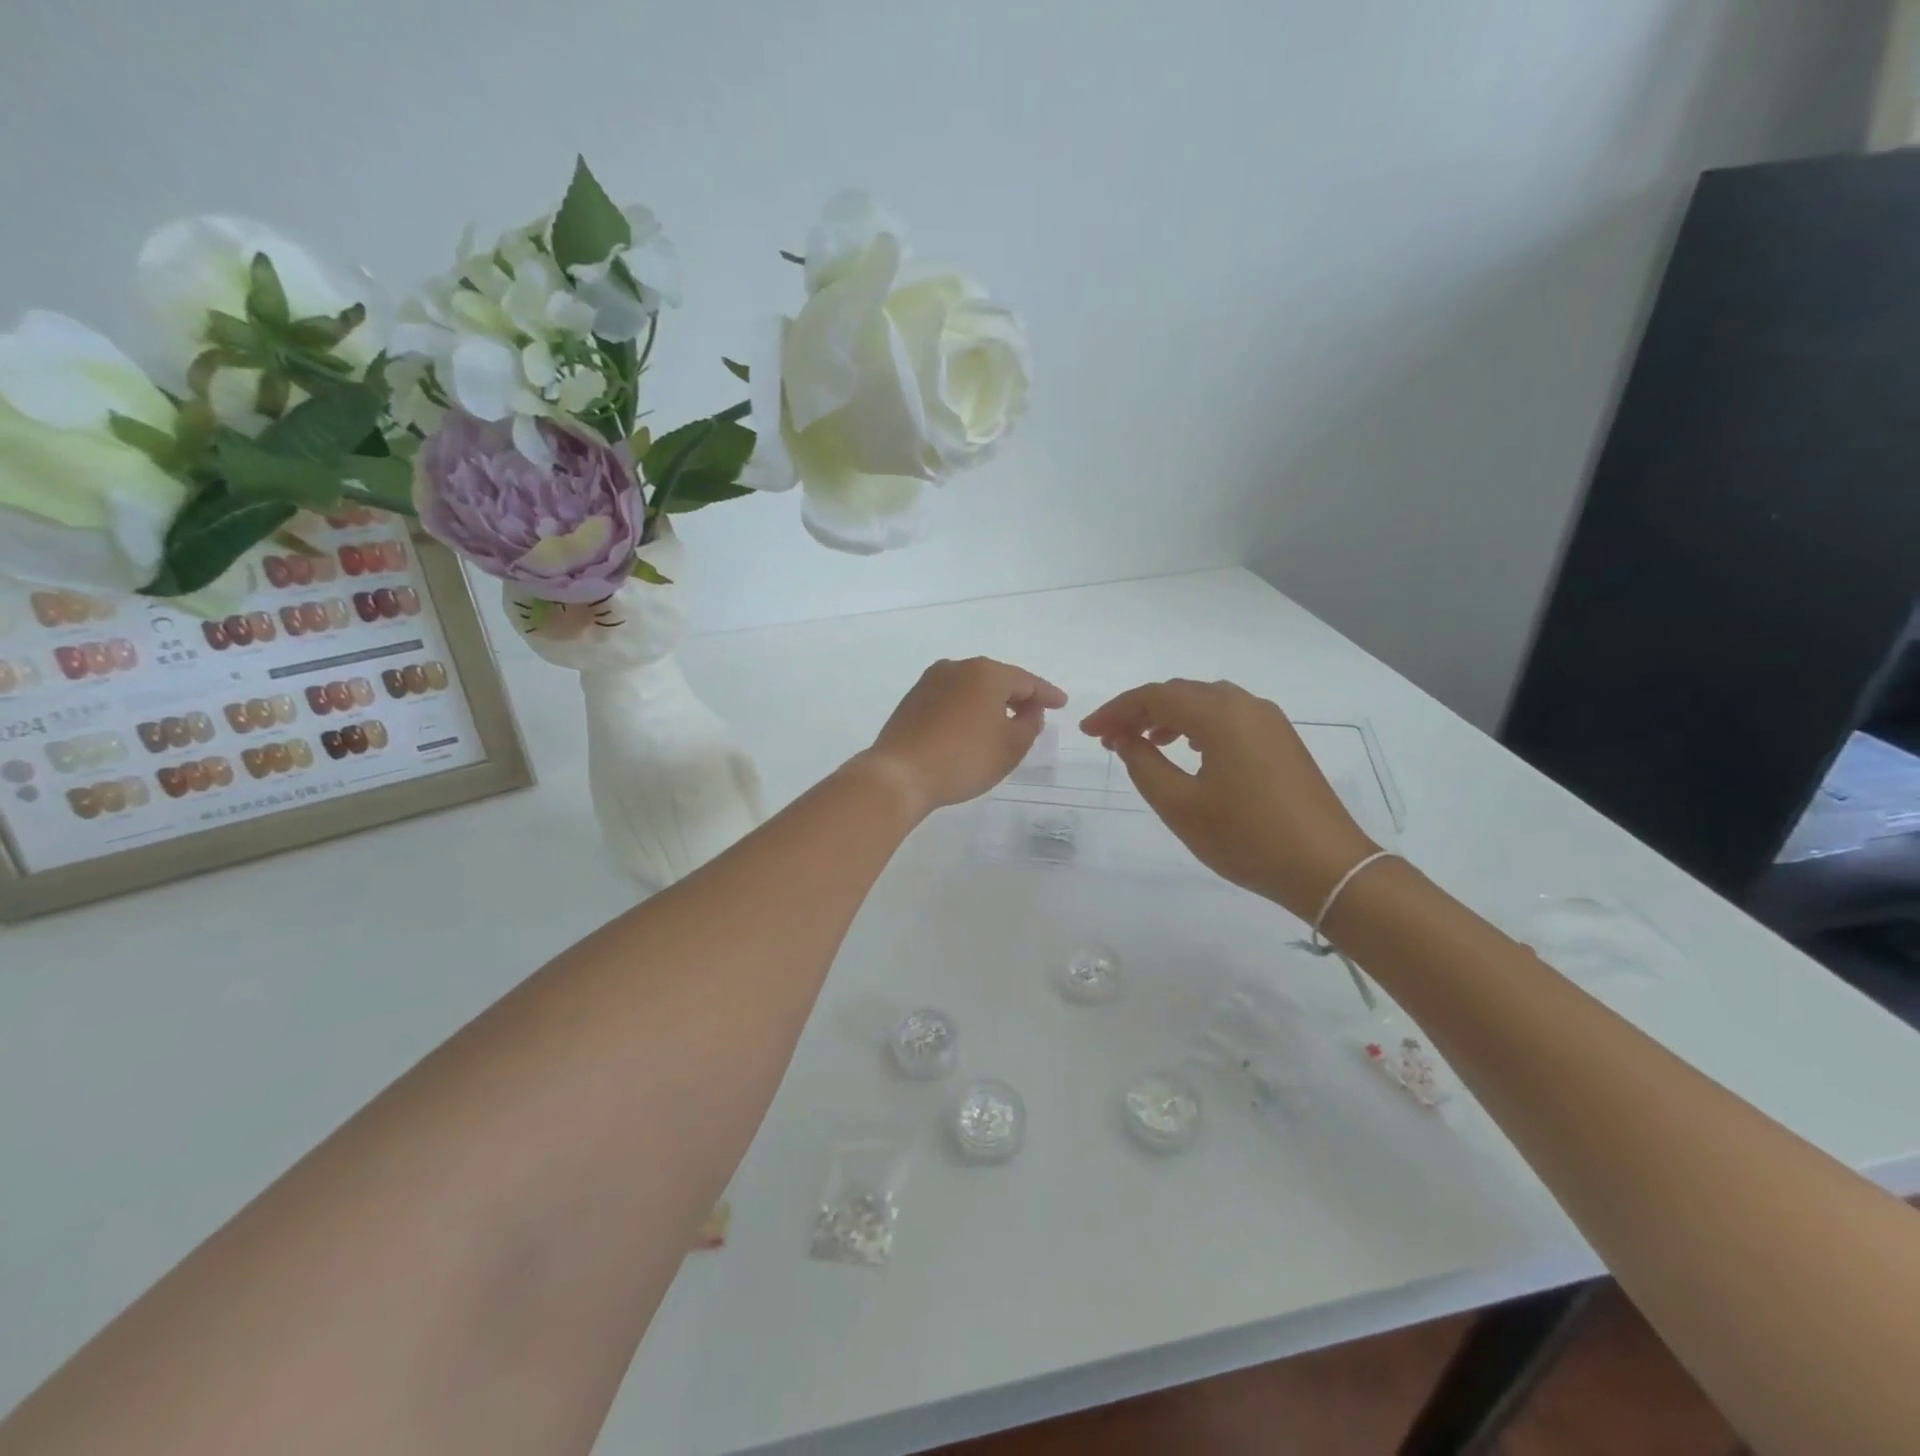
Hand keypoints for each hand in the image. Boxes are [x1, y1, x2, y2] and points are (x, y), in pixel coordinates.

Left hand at [857, 657, 1067, 819]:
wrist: (899, 774)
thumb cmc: (964, 759)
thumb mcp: (1011, 747)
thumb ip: (1030, 724)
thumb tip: (1028, 710)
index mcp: (986, 673)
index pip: (1027, 681)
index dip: (1047, 694)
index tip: (1062, 703)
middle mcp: (957, 667)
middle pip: (998, 679)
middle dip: (1018, 696)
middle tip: (1034, 714)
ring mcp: (930, 682)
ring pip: (972, 688)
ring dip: (990, 703)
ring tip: (1004, 723)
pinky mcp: (912, 700)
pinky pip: (951, 700)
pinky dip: (967, 710)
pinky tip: (972, 728)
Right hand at [1080, 679, 1375, 918]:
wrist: (1327, 867)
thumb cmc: (1246, 837)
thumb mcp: (1180, 806)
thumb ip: (1144, 766)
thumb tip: (1126, 740)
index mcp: (1220, 714)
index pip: (1154, 697)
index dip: (1115, 711)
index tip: (1088, 732)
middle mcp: (1245, 704)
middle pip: (1180, 693)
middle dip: (1140, 712)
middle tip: (1110, 740)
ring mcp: (1268, 720)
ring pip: (1205, 703)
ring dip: (1168, 718)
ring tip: (1142, 745)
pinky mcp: (1281, 739)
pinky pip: (1228, 717)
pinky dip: (1197, 726)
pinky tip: (1187, 751)